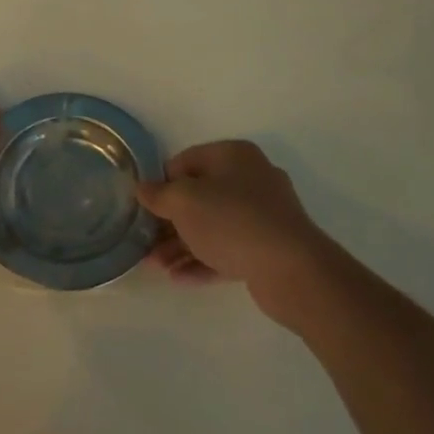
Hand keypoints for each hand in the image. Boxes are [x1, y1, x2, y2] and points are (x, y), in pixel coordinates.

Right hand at [137, 140, 339, 326]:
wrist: (292, 269)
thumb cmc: (231, 221)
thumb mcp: (184, 202)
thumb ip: (158, 194)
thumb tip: (142, 188)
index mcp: (233, 156)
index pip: (185, 161)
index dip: (161, 183)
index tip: (143, 207)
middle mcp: (251, 178)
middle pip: (199, 196)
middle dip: (169, 221)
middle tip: (146, 242)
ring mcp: (263, 215)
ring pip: (212, 226)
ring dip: (182, 245)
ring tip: (156, 266)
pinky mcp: (269, 247)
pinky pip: (228, 249)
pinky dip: (203, 260)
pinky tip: (179, 278)